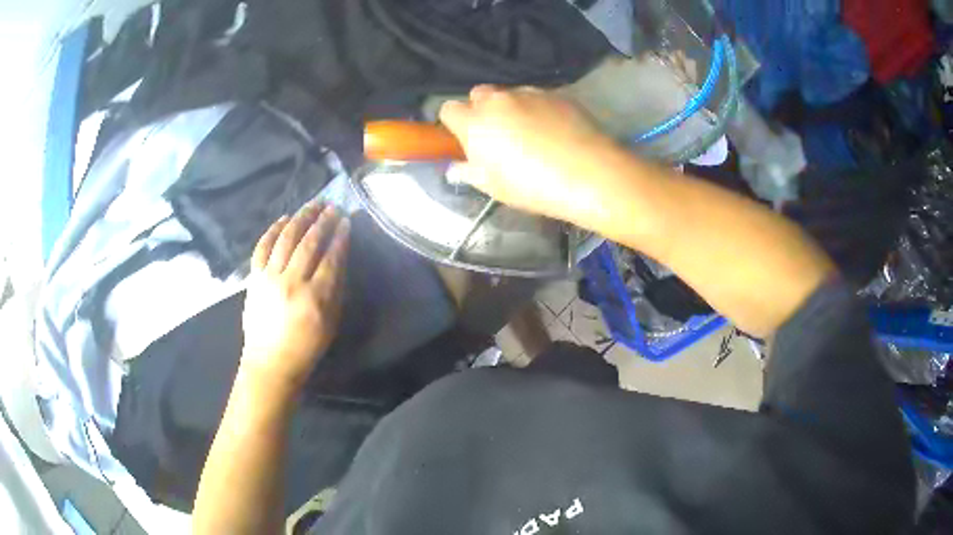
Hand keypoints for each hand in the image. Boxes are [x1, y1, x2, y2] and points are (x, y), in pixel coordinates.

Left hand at [241, 202, 349, 391]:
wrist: (270, 361)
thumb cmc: (306, 347)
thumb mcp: (330, 323)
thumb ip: (336, 290)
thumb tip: (339, 258)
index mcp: (315, 298)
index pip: (331, 258)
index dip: (340, 237)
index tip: (346, 221)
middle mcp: (291, 282)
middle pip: (309, 243)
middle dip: (323, 221)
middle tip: (332, 207)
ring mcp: (269, 278)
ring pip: (286, 239)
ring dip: (301, 218)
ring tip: (312, 205)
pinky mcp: (254, 278)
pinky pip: (262, 247)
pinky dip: (273, 230)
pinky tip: (284, 219)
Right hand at [439, 85, 615, 225]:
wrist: (589, 173)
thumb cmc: (533, 186)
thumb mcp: (493, 187)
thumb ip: (469, 172)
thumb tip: (457, 166)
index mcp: (476, 122)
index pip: (448, 109)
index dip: (454, 123)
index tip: (465, 138)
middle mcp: (499, 100)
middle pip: (479, 94)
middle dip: (482, 109)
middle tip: (498, 135)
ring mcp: (530, 93)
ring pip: (510, 94)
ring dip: (511, 108)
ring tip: (532, 134)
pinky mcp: (557, 94)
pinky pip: (538, 98)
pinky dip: (538, 109)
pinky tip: (555, 131)